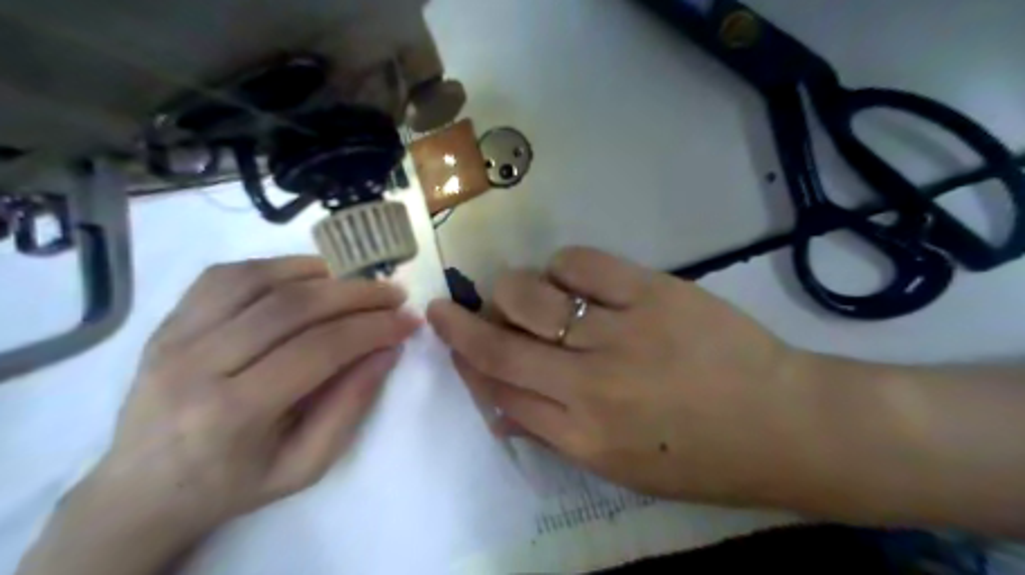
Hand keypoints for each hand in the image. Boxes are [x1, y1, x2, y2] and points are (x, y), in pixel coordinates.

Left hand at [15, 259, 414, 573]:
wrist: (142, 490)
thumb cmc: (233, 484)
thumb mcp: (306, 464)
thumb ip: (350, 406)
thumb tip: (387, 351)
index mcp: (232, 414)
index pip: (319, 349)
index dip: (373, 328)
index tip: (408, 321)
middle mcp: (197, 365)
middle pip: (292, 307)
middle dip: (357, 294)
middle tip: (394, 295)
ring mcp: (174, 337)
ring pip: (260, 280)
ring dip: (321, 275)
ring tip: (357, 285)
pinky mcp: (167, 322)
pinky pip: (226, 275)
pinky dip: (277, 267)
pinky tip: (308, 277)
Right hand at [424, 248, 808, 506]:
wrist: (785, 424)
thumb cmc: (701, 457)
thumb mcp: (620, 467)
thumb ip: (555, 433)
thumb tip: (502, 404)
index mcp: (581, 437)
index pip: (498, 390)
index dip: (467, 361)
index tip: (453, 340)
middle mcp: (589, 386)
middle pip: (500, 346)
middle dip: (462, 323)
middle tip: (457, 308)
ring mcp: (621, 333)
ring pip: (530, 297)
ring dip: (509, 290)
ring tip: (519, 293)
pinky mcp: (652, 292)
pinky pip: (581, 264)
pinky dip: (561, 266)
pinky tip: (567, 277)